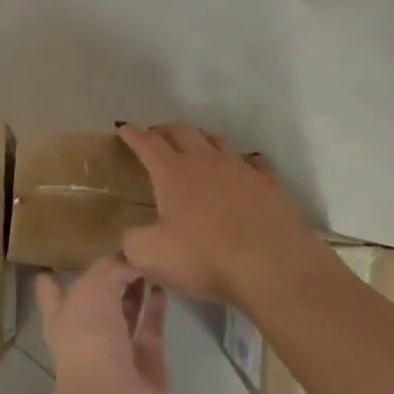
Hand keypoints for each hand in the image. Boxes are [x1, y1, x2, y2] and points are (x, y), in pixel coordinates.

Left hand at [36, 259, 168, 393]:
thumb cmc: (90, 343)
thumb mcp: (93, 291)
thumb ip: (111, 269)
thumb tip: (131, 261)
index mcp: (62, 316)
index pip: (52, 290)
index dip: (57, 274)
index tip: (67, 253)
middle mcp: (87, 331)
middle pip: (96, 297)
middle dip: (108, 275)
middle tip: (128, 245)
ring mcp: (117, 348)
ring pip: (126, 311)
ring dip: (136, 288)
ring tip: (151, 259)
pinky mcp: (146, 360)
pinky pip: (151, 327)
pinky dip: (157, 307)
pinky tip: (165, 285)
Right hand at [117, 123, 326, 306]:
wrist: (270, 265)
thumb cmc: (204, 257)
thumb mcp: (150, 255)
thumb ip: (131, 241)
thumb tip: (131, 235)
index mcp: (173, 172)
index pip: (148, 144)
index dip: (133, 135)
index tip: (123, 128)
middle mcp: (206, 161)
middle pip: (183, 133)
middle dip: (165, 131)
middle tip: (155, 136)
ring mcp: (241, 169)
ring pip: (217, 141)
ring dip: (201, 140)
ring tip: (194, 146)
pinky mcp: (268, 184)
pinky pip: (252, 162)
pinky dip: (241, 161)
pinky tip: (241, 168)